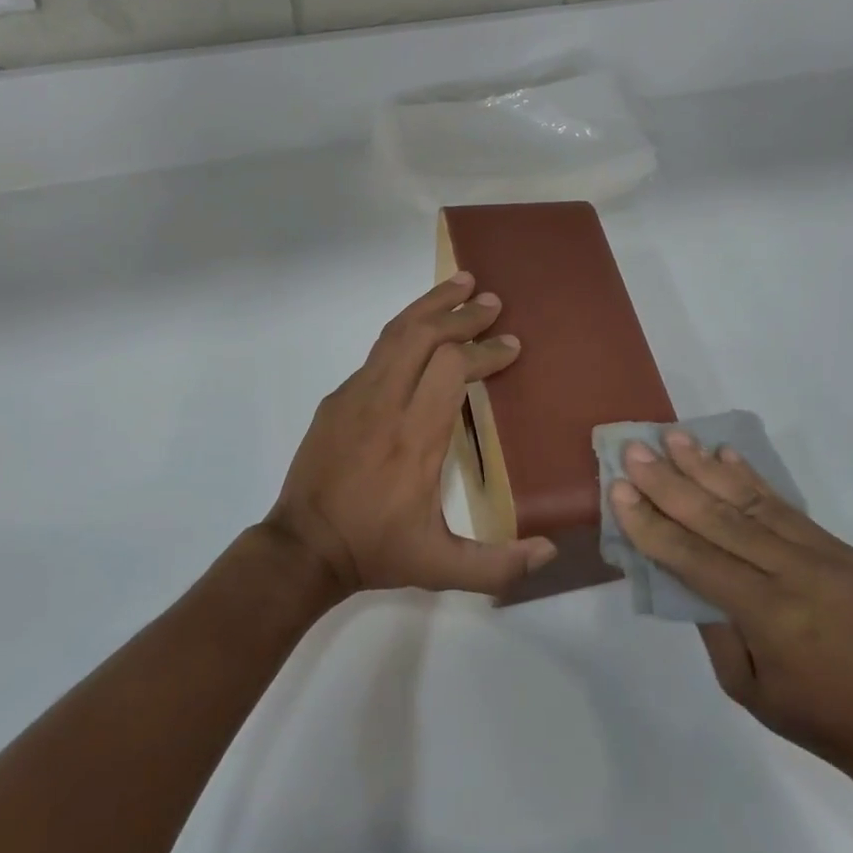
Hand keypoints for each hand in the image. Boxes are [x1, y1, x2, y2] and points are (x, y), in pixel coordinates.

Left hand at [267, 274, 558, 597]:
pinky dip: (406, 330)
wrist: (302, 549)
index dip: (485, 351)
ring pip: (395, 333)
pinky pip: (377, 352)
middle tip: (492, 300)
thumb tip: (550, 549)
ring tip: (459, 284)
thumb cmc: (376, 550)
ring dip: (430, 306)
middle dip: (461, 314)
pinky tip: (422, 329)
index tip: (511, 346)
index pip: (452, 369)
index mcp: (415, 438)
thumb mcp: (441, 567)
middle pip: (422, 336)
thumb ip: (497, 564)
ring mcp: (355, 396)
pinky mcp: (337, 398)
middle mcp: (385, 405)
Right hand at [609, 434, 852, 777]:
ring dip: (707, 466)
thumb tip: (683, 569)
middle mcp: (794, 572)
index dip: (653, 524)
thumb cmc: (815, 716)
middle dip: (670, 482)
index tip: (619, 489)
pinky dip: (750, 477)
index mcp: (769, 614)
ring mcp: (821, 553)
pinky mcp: (837, 546)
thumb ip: (711, 623)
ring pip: (751, 500)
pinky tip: (725, 453)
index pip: (695, 558)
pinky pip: (784, 505)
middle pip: (719, 517)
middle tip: (635, 450)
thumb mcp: (745, 686)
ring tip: (674, 438)